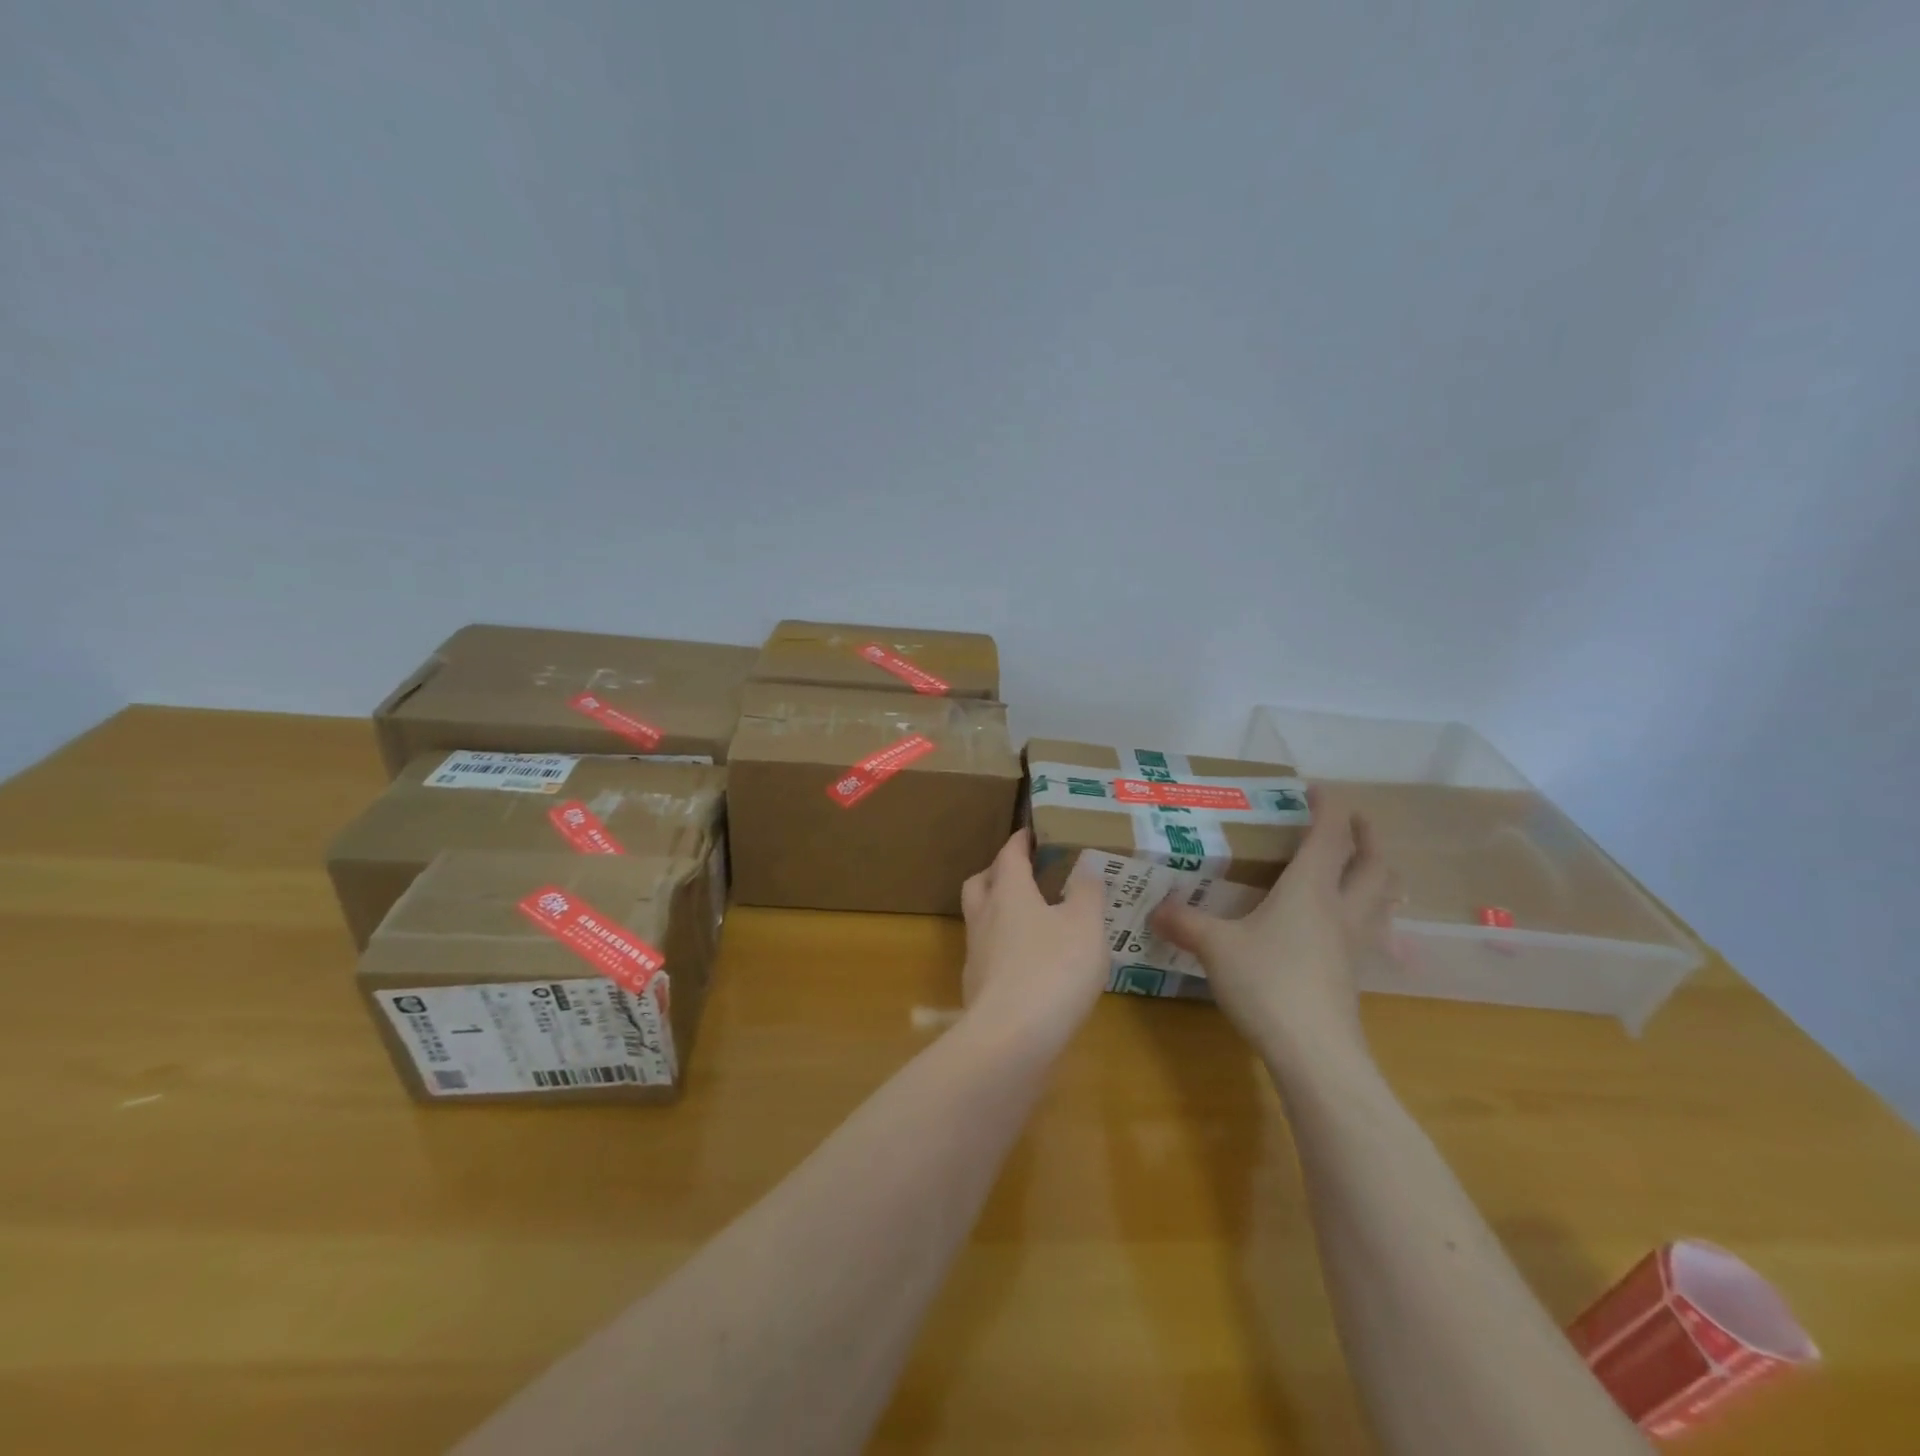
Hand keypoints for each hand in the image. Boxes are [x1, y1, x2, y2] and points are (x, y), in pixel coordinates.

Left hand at [959, 830, 1108, 1047]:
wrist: (1011, 1039)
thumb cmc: (1053, 969)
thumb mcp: (1085, 925)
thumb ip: (1087, 892)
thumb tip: (1086, 865)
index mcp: (1008, 892)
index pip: (1008, 855)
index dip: (1020, 841)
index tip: (1031, 833)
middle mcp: (984, 917)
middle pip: (980, 883)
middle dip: (998, 872)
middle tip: (1024, 873)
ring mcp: (977, 954)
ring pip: (981, 920)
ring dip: (999, 912)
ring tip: (1032, 920)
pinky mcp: (977, 989)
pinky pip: (989, 955)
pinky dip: (1005, 948)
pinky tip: (1030, 964)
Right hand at [1149, 790, 1397, 1080]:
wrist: (1316, 1054)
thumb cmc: (1268, 984)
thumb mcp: (1216, 948)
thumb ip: (1185, 923)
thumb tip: (1154, 909)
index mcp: (1310, 888)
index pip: (1330, 834)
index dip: (1328, 806)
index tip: (1314, 789)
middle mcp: (1341, 908)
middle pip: (1374, 862)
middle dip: (1366, 835)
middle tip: (1351, 821)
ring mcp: (1355, 943)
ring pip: (1384, 896)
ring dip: (1378, 871)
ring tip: (1360, 864)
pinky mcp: (1354, 974)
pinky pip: (1373, 927)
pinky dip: (1368, 909)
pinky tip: (1343, 921)